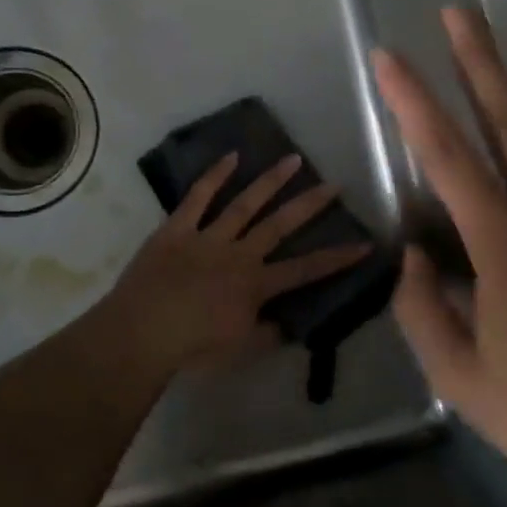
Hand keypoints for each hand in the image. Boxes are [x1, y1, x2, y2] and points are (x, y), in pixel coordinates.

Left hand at [99, 153, 371, 375]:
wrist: (141, 333)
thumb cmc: (192, 348)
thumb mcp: (239, 350)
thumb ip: (268, 333)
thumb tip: (289, 322)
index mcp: (256, 284)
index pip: (306, 270)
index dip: (337, 258)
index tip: (365, 243)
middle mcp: (239, 253)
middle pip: (280, 225)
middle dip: (310, 204)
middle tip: (333, 184)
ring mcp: (208, 237)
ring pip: (246, 203)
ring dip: (271, 181)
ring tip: (293, 159)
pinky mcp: (178, 229)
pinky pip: (198, 198)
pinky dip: (214, 176)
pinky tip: (231, 157)